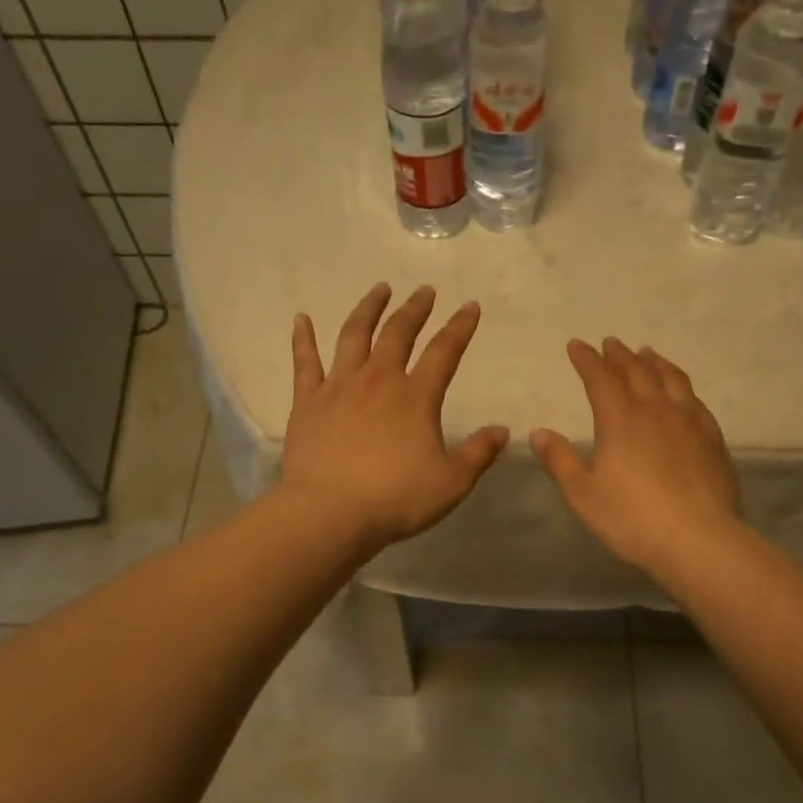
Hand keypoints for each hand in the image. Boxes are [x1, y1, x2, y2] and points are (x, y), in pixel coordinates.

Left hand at [281, 283, 508, 555]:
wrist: (330, 513)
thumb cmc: (396, 499)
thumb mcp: (451, 483)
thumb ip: (478, 453)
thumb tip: (501, 430)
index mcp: (416, 397)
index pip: (445, 351)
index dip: (460, 327)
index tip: (470, 306)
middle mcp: (378, 380)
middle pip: (399, 333)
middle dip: (415, 309)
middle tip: (424, 291)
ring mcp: (339, 387)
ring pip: (354, 335)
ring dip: (368, 309)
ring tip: (379, 290)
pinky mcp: (307, 402)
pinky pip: (305, 362)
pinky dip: (302, 338)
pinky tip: (301, 319)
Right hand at [531, 338, 741, 580]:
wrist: (698, 540)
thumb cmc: (632, 519)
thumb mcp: (583, 494)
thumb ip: (560, 460)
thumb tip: (538, 432)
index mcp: (620, 420)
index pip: (600, 379)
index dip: (587, 360)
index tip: (576, 345)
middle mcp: (656, 410)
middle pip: (636, 371)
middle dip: (619, 355)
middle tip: (610, 342)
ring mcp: (689, 422)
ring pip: (671, 379)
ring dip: (654, 362)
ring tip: (647, 353)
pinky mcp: (712, 438)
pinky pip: (695, 399)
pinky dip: (681, 385)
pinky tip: (681, 392)